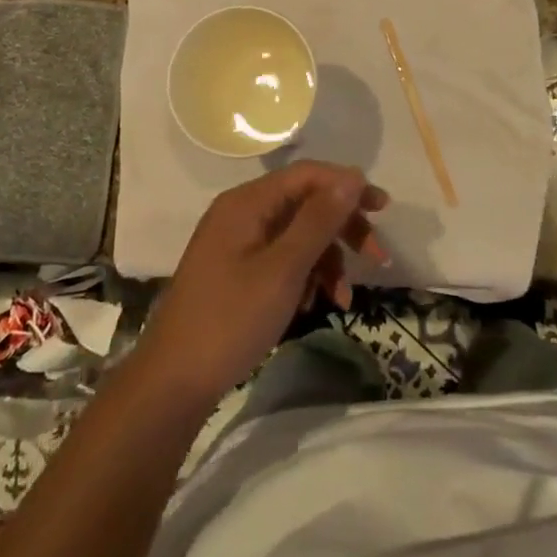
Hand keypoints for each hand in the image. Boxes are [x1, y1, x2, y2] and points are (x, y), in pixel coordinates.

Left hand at [139, 161, 388, 405]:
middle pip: (305, 203)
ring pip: (297, 235)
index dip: (347, 186)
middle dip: (342, 228)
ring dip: (327, 260)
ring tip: (343, 297)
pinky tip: (314, 304)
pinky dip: (305, 276)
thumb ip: (318, 220)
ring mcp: (238, 243)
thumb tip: (351, 176)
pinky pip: (282, 258)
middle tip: (377, 256)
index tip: (382, 209)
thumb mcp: (283, 269)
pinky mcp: (237, 270)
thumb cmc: (231, 319)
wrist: (174, 382)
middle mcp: (242, 213)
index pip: (307, 175)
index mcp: (247, 203)